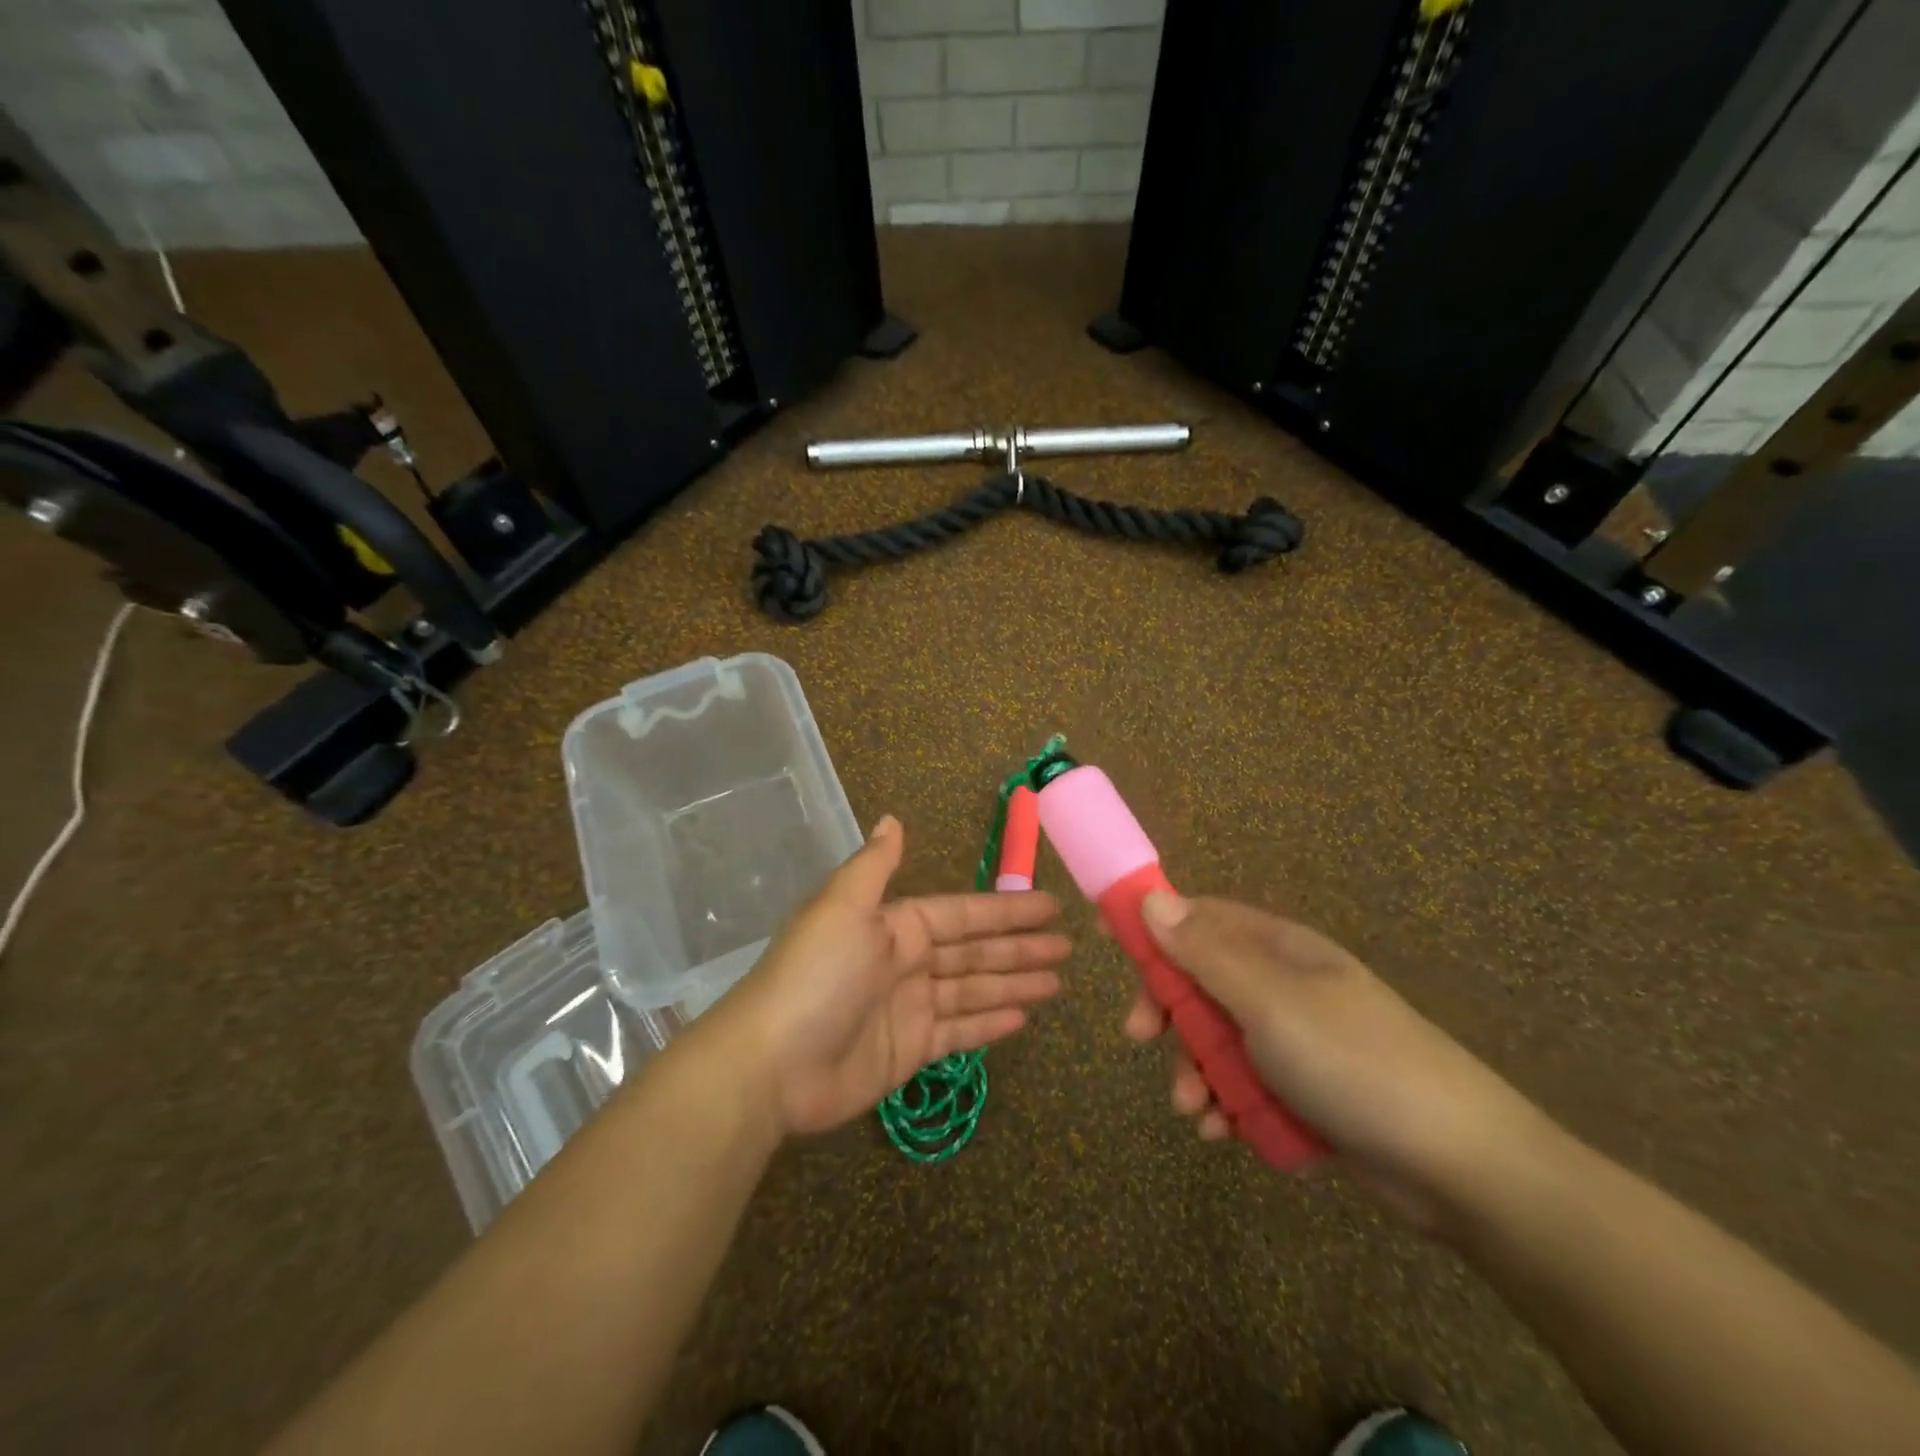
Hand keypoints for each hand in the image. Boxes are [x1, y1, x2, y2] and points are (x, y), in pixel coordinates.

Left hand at [715, 816, 1069, 1136]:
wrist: (772, 1065)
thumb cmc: (816, 977)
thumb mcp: (843, 908)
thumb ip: (874, 866)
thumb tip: (891, 819)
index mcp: (895, 925)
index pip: (963, 914)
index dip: (1006, 911)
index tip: (1050, 907)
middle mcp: (905, 962)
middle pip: (975, 952)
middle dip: (1021, 948)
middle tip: (1069, 948)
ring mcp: (909, 1008)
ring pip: (973, 990)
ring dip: (1014, 984)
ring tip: (1058, 983)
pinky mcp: (909, 1051)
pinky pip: (959, 1032)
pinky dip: (989, 1024)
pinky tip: (1023, 1018)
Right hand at [1124, 891, 1549, 1227]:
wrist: (1461, 1165)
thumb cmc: (1352, 1061)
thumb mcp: (1268, 1001)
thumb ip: (1205, 952)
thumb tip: (1152, 898)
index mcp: (1277, 948)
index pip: (1199, 918)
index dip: (1153, 928)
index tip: (1111, 946)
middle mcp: (1283, 984)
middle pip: (1201, 981)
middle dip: (1169, 1013)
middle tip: (1141, 1039)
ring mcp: (1296, 1038)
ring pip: (1219, 1039)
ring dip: (1195, 1070)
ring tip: (1194, 1110)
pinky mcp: (1307, 1089)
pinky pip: (1247, 1083)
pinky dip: (1228, 1104)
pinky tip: (1224, 1131)